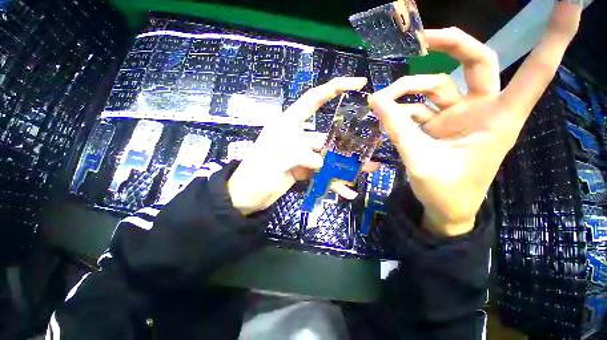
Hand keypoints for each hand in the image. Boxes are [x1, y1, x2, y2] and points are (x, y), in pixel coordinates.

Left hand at [228, 77, 377, 215]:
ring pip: (327, 158)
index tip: (359, 83)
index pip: (313, 100)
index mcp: (288, 123)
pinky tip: (347, 191)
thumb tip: (323, 163)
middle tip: (370, 150)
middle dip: (348, 145)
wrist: (246, 197)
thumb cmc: (256, 173)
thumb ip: (305, 156)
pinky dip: (333, 182)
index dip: (335, 88)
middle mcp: (297, 136)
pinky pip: (321, 174)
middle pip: (327, 137)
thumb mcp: (279, 159)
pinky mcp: (302, 170)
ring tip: (366, 171)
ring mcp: (301, 155)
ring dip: (345, 167)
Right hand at [369, 2, 580, 236]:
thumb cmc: (446, 192)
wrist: (443, 210)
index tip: (571, 2)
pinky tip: (386, 116)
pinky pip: (418, 108)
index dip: (555, 37)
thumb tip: (377, 101)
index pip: (535, 71)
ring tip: (382, 101)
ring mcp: (458, 116)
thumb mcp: (421, 161)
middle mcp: (482, 110)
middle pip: (476, 63)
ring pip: (435, 87)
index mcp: (499, 118)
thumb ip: (399, 130)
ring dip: (407, 90)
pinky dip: (401, 110)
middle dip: (451, 45)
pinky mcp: (439, 125)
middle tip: (422, 39)